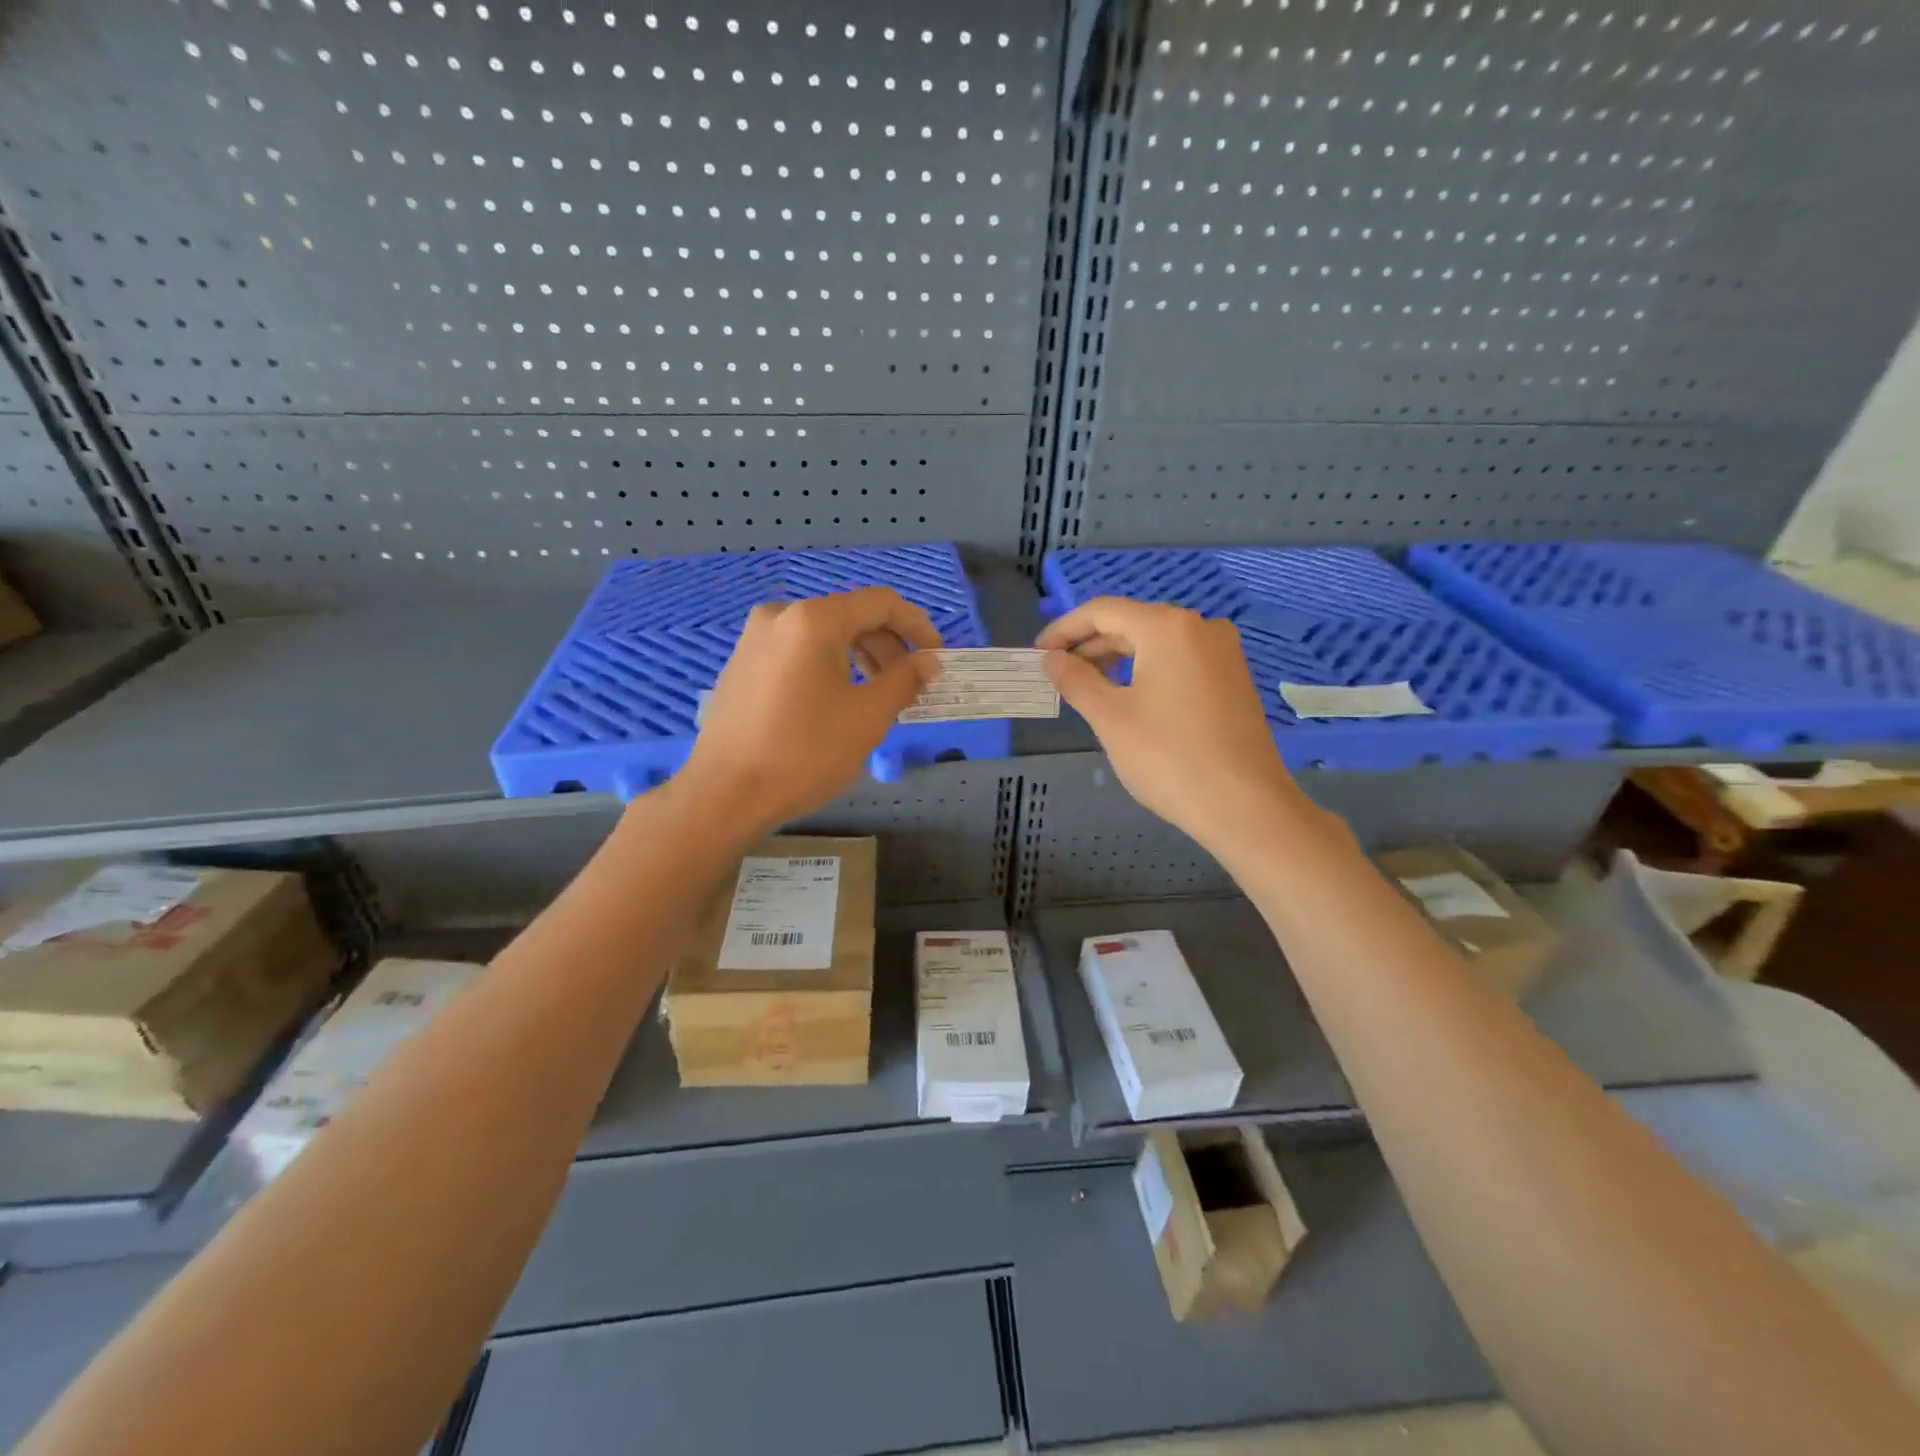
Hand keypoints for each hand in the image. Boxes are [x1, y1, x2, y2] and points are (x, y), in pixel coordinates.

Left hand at [680, 587, 941, 834]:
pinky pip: (798, 653)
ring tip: (877, 698)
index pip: (881, 603)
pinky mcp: (742, 664)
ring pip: (823, 636)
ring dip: (860, 658)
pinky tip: (836, 703)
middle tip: (909, 686)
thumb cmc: (803, 753)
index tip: (937, 659)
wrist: (725, 794)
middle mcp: (781, 616)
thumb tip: (928, 661)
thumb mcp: (867, 717)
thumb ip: (904, 680)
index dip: (918, 627)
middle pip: (850, 617)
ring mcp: (755, 639)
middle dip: (888, 648)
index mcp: (813, 620)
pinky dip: (828, 668)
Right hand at [1037, 597, 1307, 855]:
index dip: (1065, 629)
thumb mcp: (1111, 718)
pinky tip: (1129, 697)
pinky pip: (1179, 661)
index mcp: (1168, 627)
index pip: (1103, 611)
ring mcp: (1222, 652)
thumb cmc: (1169, 758)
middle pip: (1131, 623)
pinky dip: (1146, 670)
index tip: (1038, 654)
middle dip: (1090, 645)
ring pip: (1156, 643)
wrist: (1246, 806)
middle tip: (1057, 674)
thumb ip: (1076, 680)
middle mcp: (1200, 627)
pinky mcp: (1232, 678)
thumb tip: (1051, 659)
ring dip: (1117, 659)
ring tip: (1087, 687)